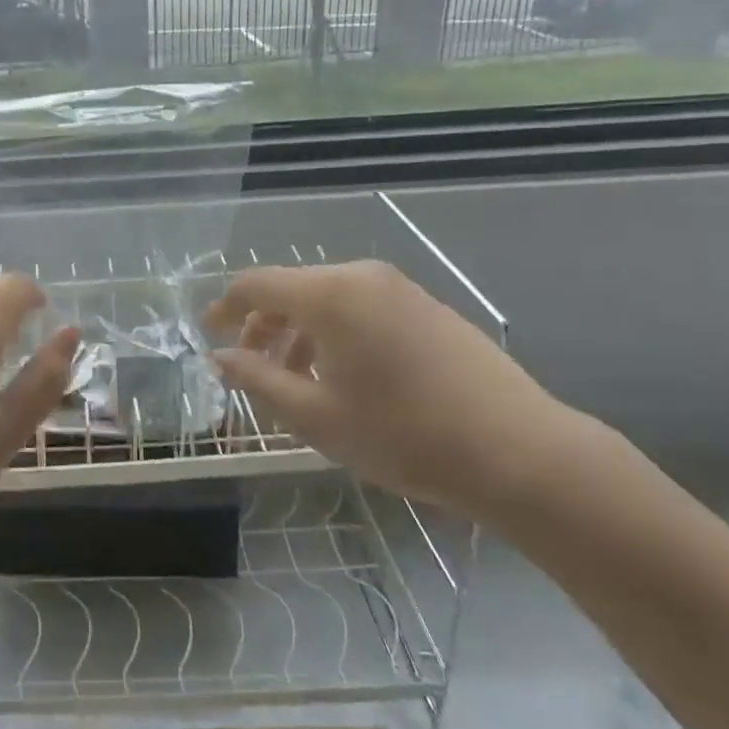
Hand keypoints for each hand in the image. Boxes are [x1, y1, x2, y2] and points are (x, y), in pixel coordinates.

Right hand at [205, 261, 595, 515]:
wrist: (519, 452)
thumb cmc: (404, 435)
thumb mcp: (316, 416)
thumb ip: (258, 380)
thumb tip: (221, 357)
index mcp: (330, 295)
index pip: (257, 284)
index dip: (226, 307)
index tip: (209, 333)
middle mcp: (362, 277)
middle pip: (292, 288)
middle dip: (263, 324)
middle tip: (251, 366)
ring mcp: (400, 289)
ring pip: (328, 298)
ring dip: (299, 332)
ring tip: (296, 380)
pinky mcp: (427, 307)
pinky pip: (362, 307)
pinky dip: (335, 332)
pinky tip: (344, 375)